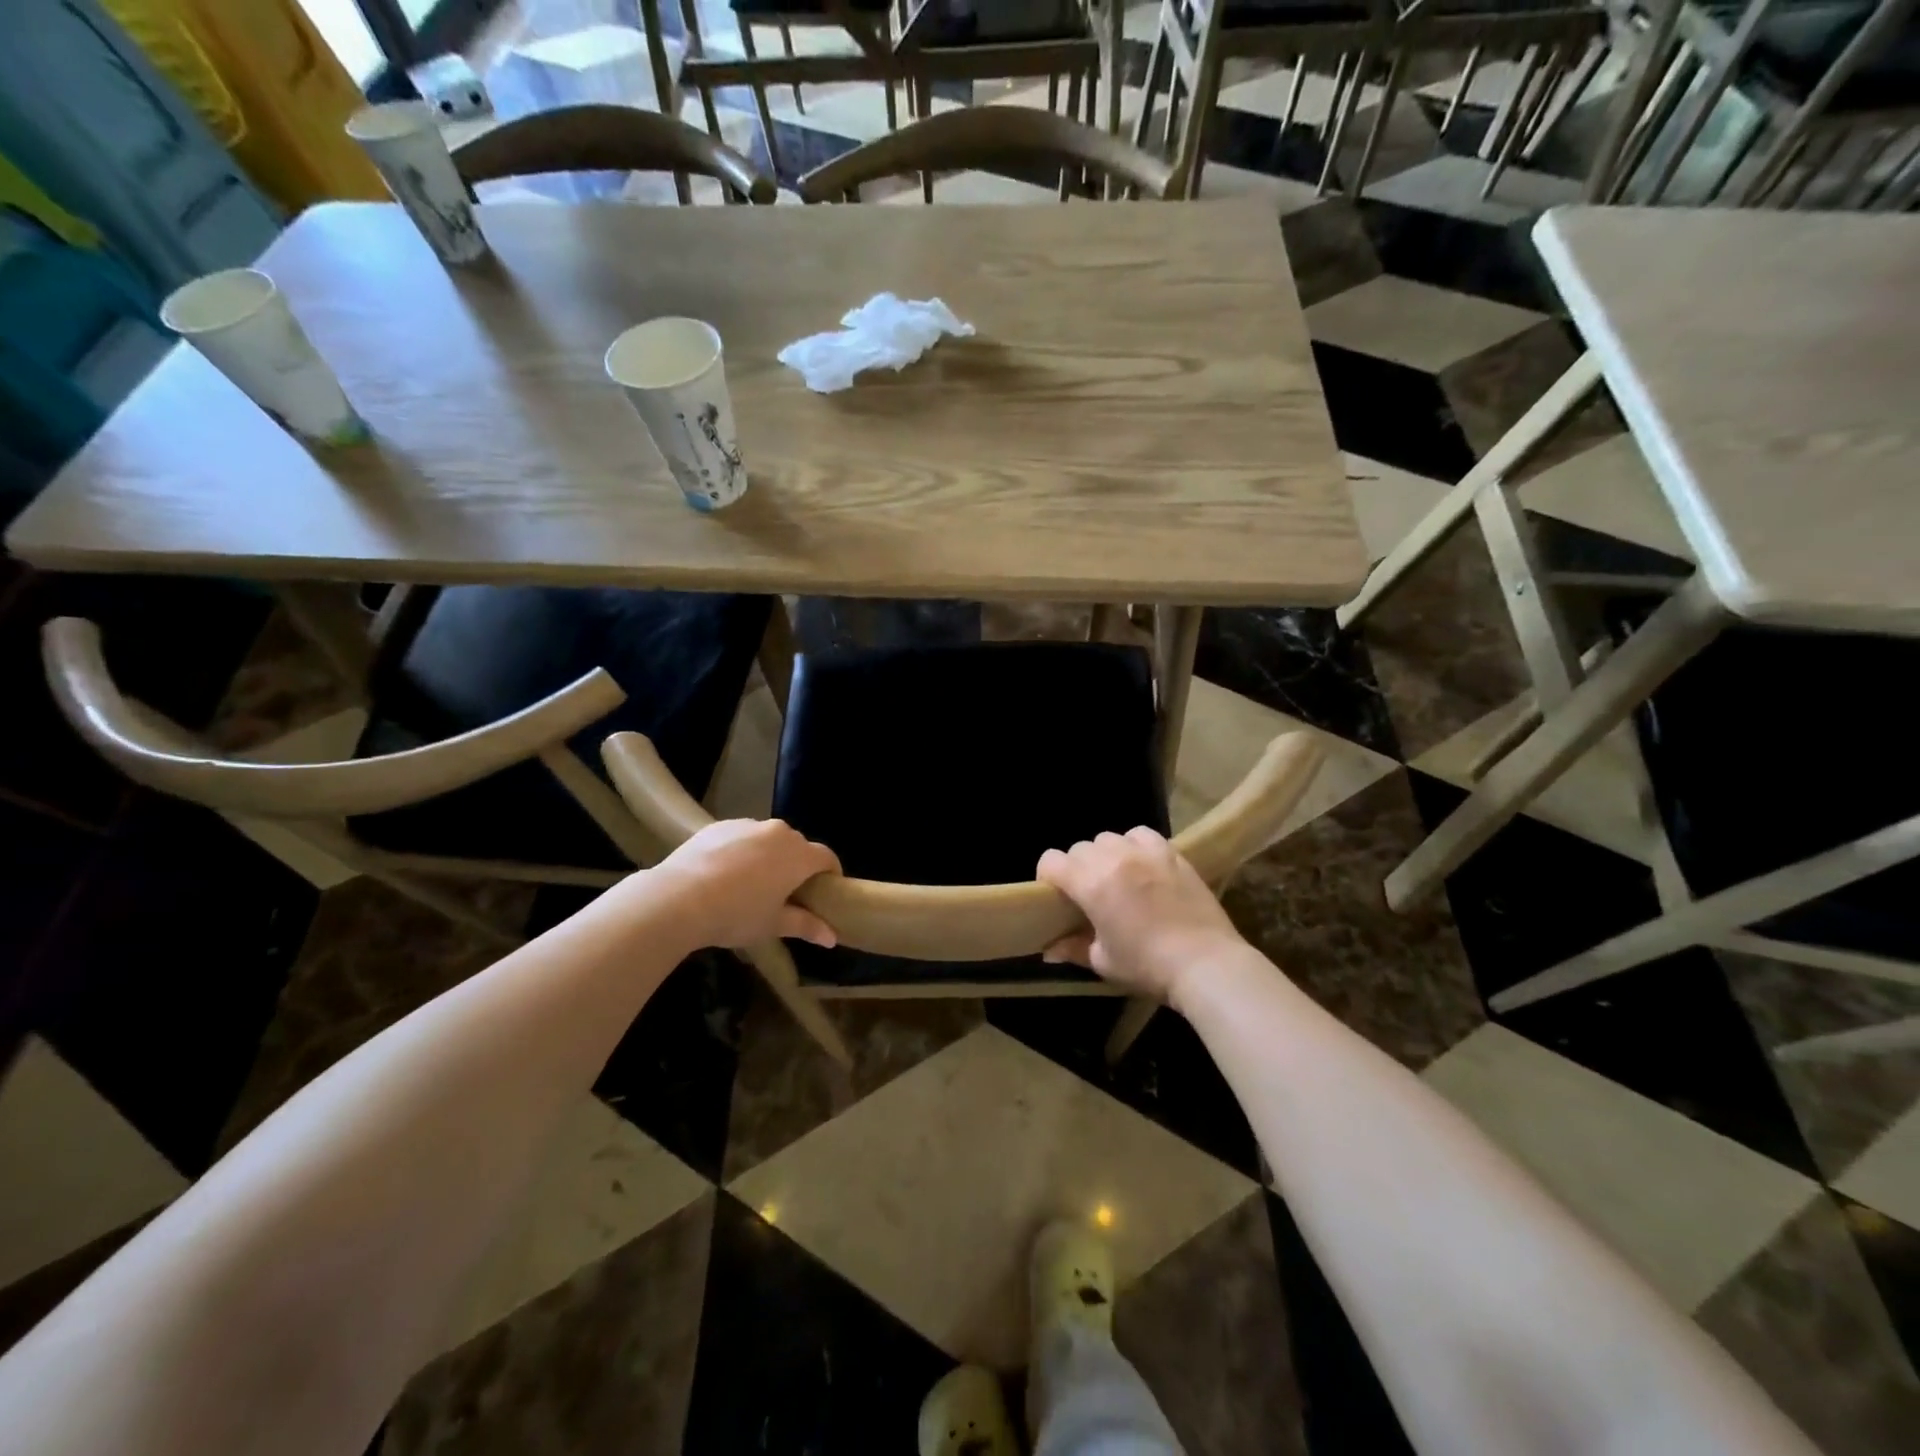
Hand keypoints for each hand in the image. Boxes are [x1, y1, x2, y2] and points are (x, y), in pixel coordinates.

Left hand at [646, 819, 840, 949]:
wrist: (678, 898)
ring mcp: (748, 825)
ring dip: (769, 855)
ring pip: (768, 839)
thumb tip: (832, 937)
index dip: (830, 873)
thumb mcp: (773, 925)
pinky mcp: (720, 825)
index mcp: (799, 856)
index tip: (825, 890)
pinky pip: (741, 836)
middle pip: (798, 846)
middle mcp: (779, 832)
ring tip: (752, 882)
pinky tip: (724, 873)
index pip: (826, 857)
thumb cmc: (736, 914)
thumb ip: (806, 926)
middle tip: (786, 892)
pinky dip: (742, 850)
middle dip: (798, 865)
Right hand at [1036, 827, 1243, 1000]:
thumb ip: (1073, 948)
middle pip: (1079, 848)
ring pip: (1108, 837)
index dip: (1047, 876)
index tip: (1055, 895)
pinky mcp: (1171, 853)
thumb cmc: (1148, 966)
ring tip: (1116, 877)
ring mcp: (1145, 852)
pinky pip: (1141, 834)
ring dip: (1104, 855)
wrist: (1206, 963)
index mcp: (1091, 884)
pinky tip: (1141, 865)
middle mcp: (1114, 859)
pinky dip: (1133, 845)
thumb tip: (1049, 950)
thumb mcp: (1104, 962)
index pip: (1051, 860)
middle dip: (1076, 868)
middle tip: (1088, 894)